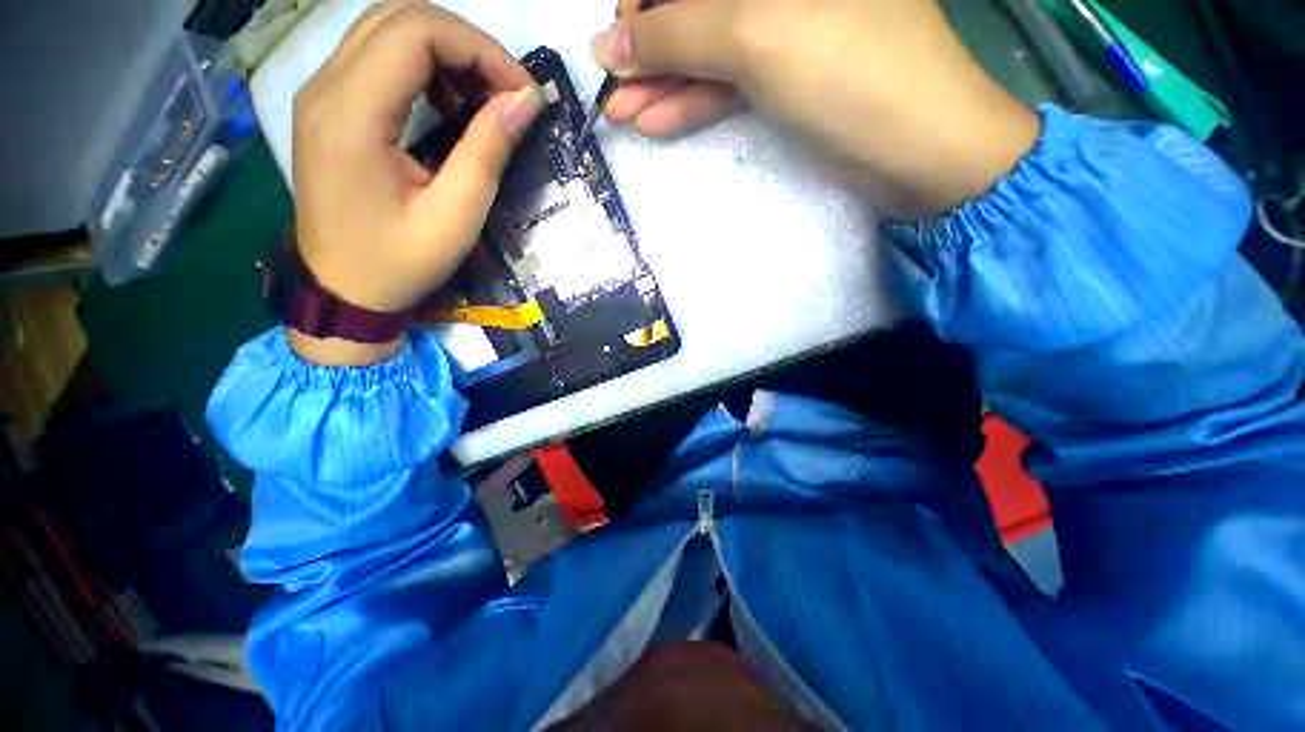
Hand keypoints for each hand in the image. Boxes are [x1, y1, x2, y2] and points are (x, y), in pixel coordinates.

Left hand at [290, 0, 543, 364]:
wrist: (343, 290)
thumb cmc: (399, 263)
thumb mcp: (455, 218)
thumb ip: (487, 152)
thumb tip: (526, 101)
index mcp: (351, 114)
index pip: (416, 32)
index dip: (480, 49)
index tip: (523, 94)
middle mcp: (325, 86)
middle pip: (400, 16)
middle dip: (467, 44)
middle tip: (508, 93)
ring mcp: (321, 93)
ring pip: (388, 29)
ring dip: (447, 51)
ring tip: (484, 99)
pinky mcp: (329, 106)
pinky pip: (378, 57)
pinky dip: (424, 67)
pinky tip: (449, 105)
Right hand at [595, 0, 1038, 219]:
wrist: (913, 149)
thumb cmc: (848, 71)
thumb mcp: (755, 36)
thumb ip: (677, 33)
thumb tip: (611, 44)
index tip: (620, 35)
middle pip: (698, 3)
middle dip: (651, 46)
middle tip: (613, 89)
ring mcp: (784, 28)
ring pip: (707, 48)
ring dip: (662, 83)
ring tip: (622, 117)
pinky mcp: (784, 76)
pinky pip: (726, 81)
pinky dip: (690, 102)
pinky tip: (655, 122)